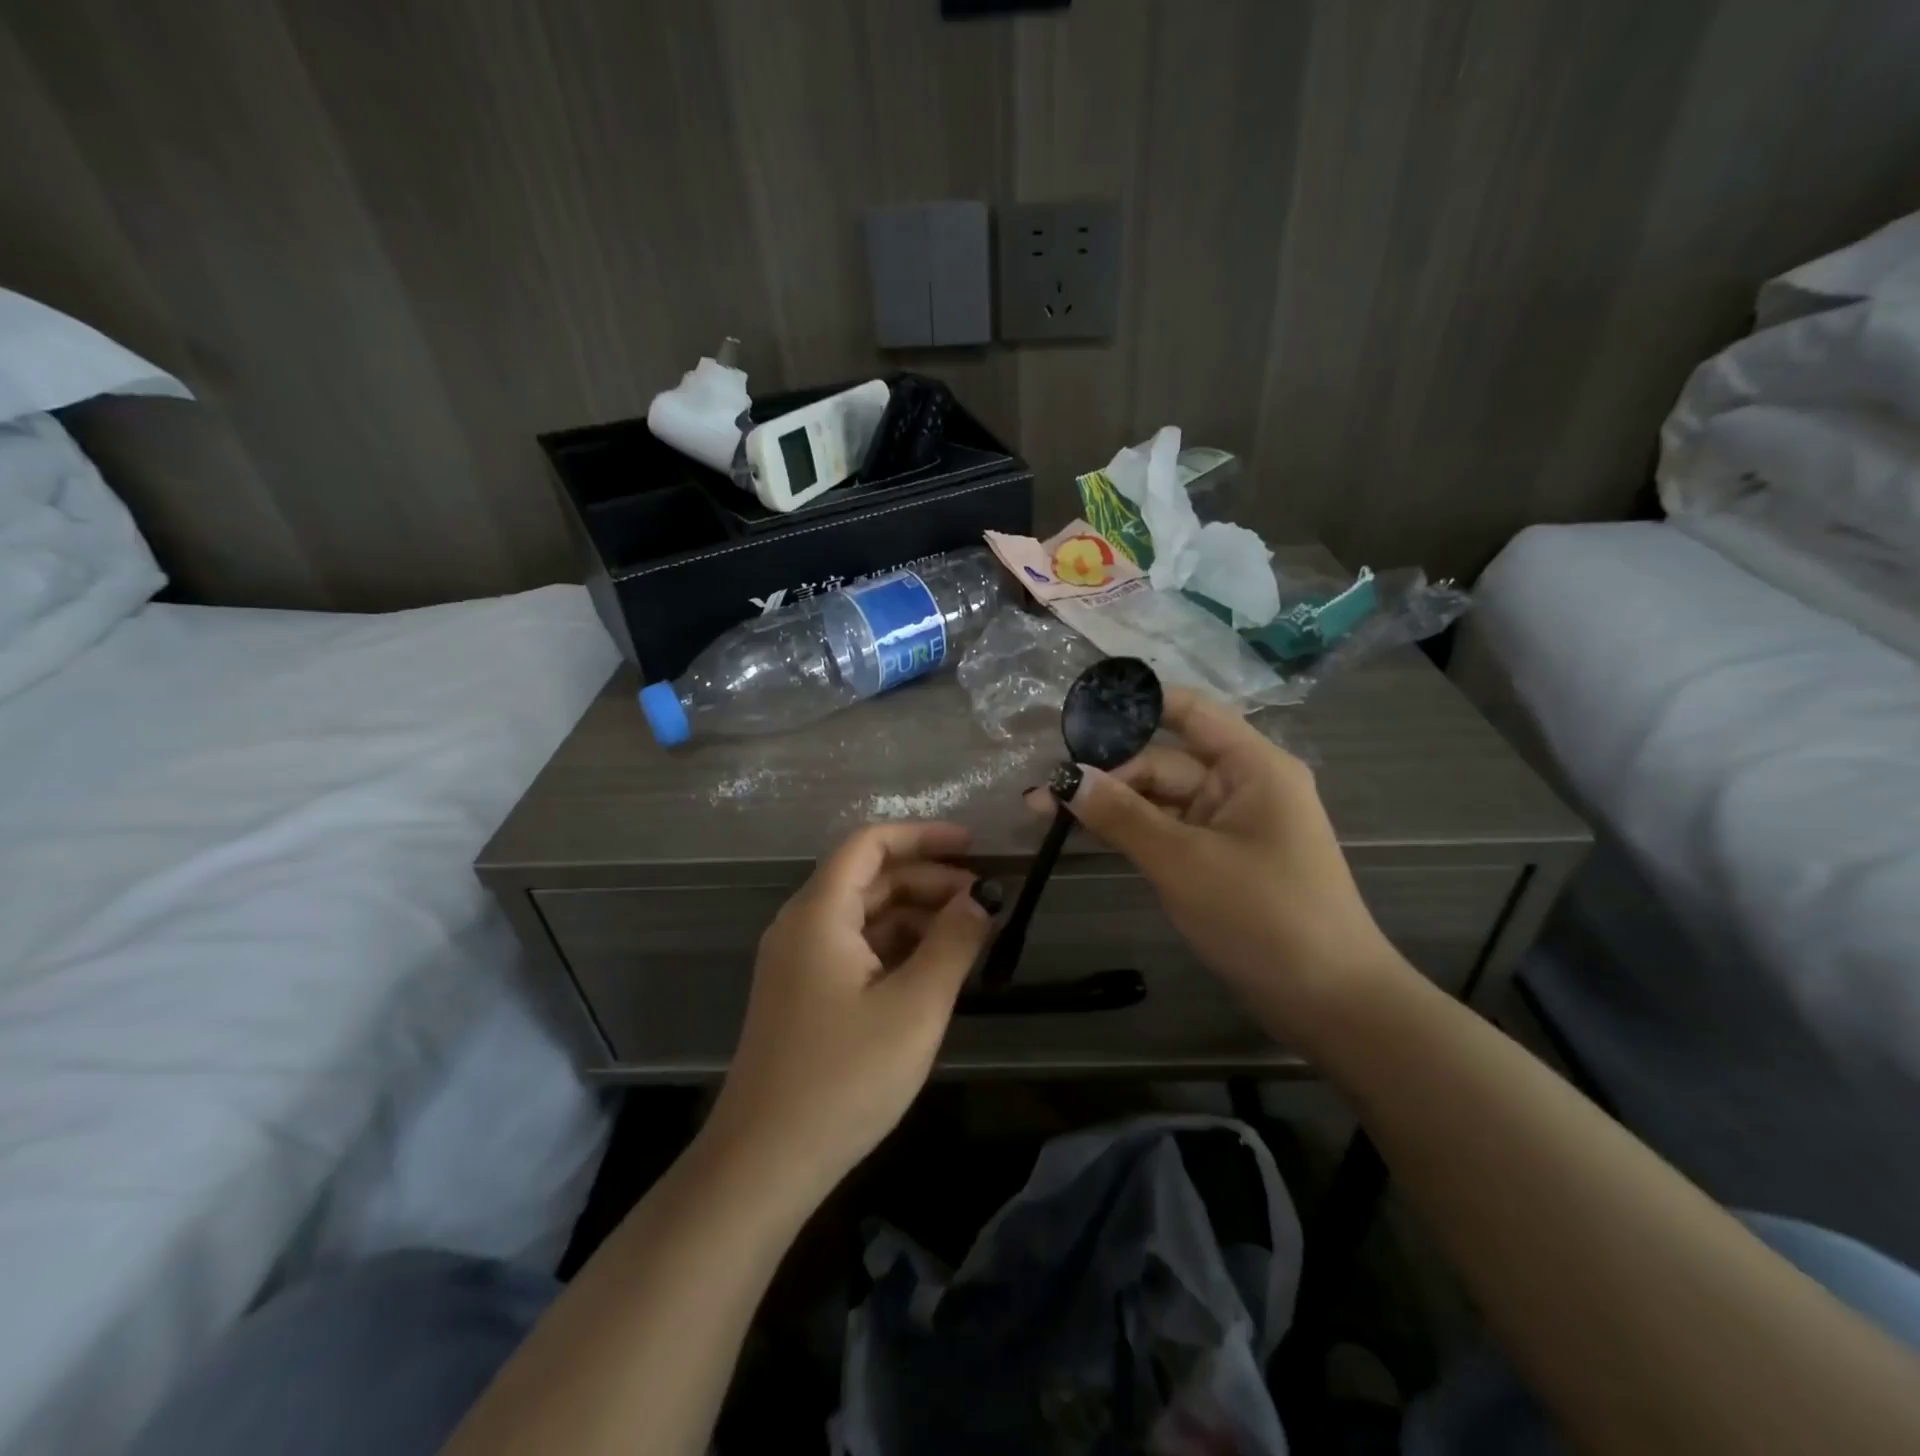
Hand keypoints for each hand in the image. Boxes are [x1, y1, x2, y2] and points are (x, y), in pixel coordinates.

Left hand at [702, 822, 998, 1206]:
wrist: (764, 1163)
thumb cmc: (844, 1078)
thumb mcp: (915, 1007)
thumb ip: (953, 943)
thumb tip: (982, 896)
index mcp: (819, 913)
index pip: (870, 844)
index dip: (923, 836)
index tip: (973, 848)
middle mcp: (802, 925)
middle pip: (869, 877)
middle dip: (928, 879)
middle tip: (984, 899)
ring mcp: (798, 961)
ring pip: (864, 914)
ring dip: (915, 914)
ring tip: (969, 933)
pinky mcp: (803, 993)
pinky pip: (854, 947)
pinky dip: (896, 945)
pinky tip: (933, 967)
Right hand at [1025, 687, 1401, 1035]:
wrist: (1330, 1002)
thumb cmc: (1263, 916)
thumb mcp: (1182, 861)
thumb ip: (1121, 815)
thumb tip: (1064, 778)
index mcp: (1251, 766)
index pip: (1189, 711)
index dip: (1135, 704)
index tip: (1077, 712)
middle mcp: (1242, 784)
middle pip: (1164, 762)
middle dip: (1106, 775)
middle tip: (1043, 794)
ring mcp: (1232, 824)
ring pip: (1162, 800)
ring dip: (1113, 805)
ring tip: (1049, 812)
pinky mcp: (1221, 858)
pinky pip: (1170, 831)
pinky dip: (1133, 832)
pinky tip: (1088, 834)